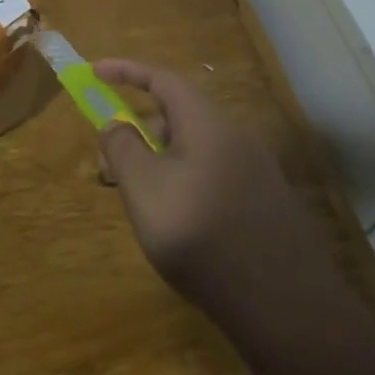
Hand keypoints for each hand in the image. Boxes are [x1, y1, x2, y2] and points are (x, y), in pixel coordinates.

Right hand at [95, 59, 338, 315]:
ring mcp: (255, 171)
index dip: (125, 71)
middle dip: (139, 131)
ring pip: (194, 149)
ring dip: (159, 161)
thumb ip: (122, 147)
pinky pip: (212, 174)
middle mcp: (236, 138)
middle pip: (178, 116)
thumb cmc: (199, 232)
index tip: (94, 72)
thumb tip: (116, 124)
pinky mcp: (263, 203)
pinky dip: (183, 181)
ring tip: (140, 202)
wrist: (280, 302)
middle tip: (111, 165)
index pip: (162, 79)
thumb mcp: (143, 186)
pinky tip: (177, 222)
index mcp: (207, 123)